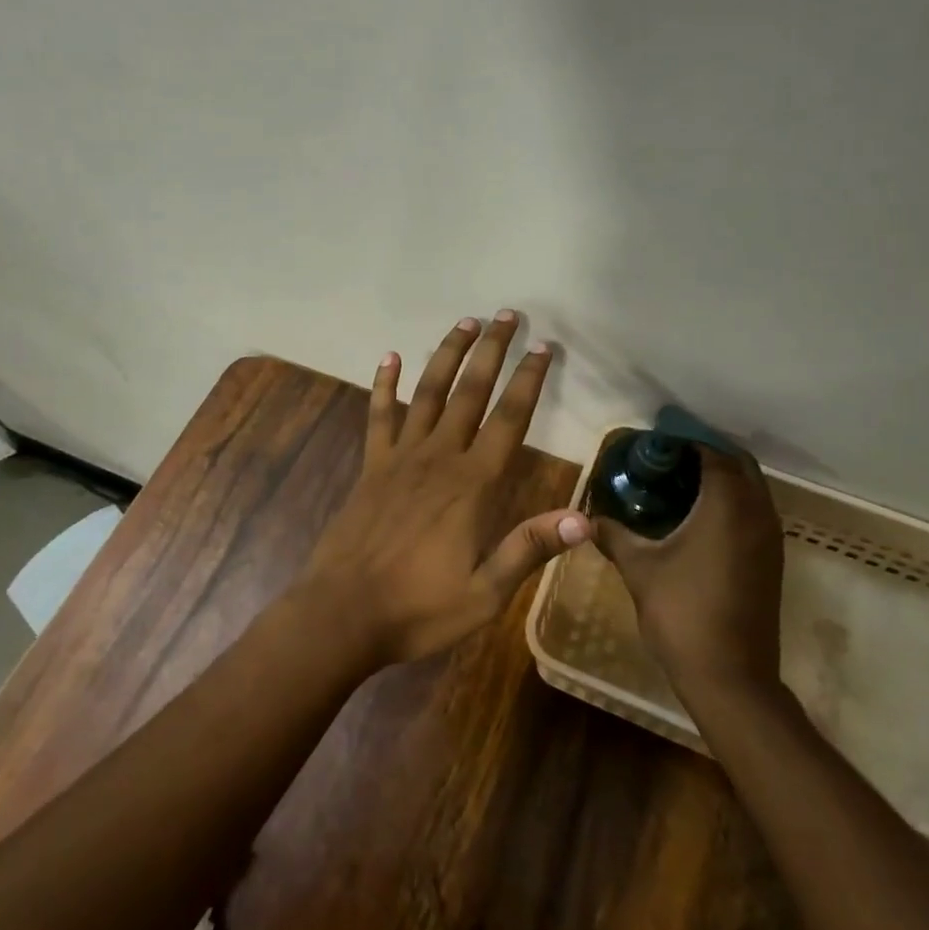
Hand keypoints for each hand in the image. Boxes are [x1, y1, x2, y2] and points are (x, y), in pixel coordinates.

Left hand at [299, 310, 588, 668]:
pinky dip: (384, 385)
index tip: (543, 347)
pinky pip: (379, 416)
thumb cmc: (419, 608)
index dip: (528, 381)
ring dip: (447, 355)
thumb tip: (585, 519)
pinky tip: (388, 357)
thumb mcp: (485, 592)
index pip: (509, 420)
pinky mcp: (371, 466)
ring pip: (429, 393)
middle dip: (491, 351)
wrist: (343, 614)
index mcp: (471, 485)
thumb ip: (529, 548)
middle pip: (470, 392)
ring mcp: (400, 458)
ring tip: (464, 323)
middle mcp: (438, 458)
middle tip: (506, 315)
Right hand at [598, 444, 786, 689]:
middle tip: (667, 458)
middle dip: (707, 454)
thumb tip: (588, 516)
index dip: (685, 441)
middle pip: (739, 464)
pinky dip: (732, 503)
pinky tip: (697, 518)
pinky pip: (755, 513)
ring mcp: (770, 540)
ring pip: (752, 490)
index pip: (713, 453)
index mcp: (728, 506)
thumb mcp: (639, 568)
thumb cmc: (682, 613)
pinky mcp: (771, 561)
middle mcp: (757, 514)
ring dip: (722, 478)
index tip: (654, 441)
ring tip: (679, 483)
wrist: (730, 678)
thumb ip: (613, 535)